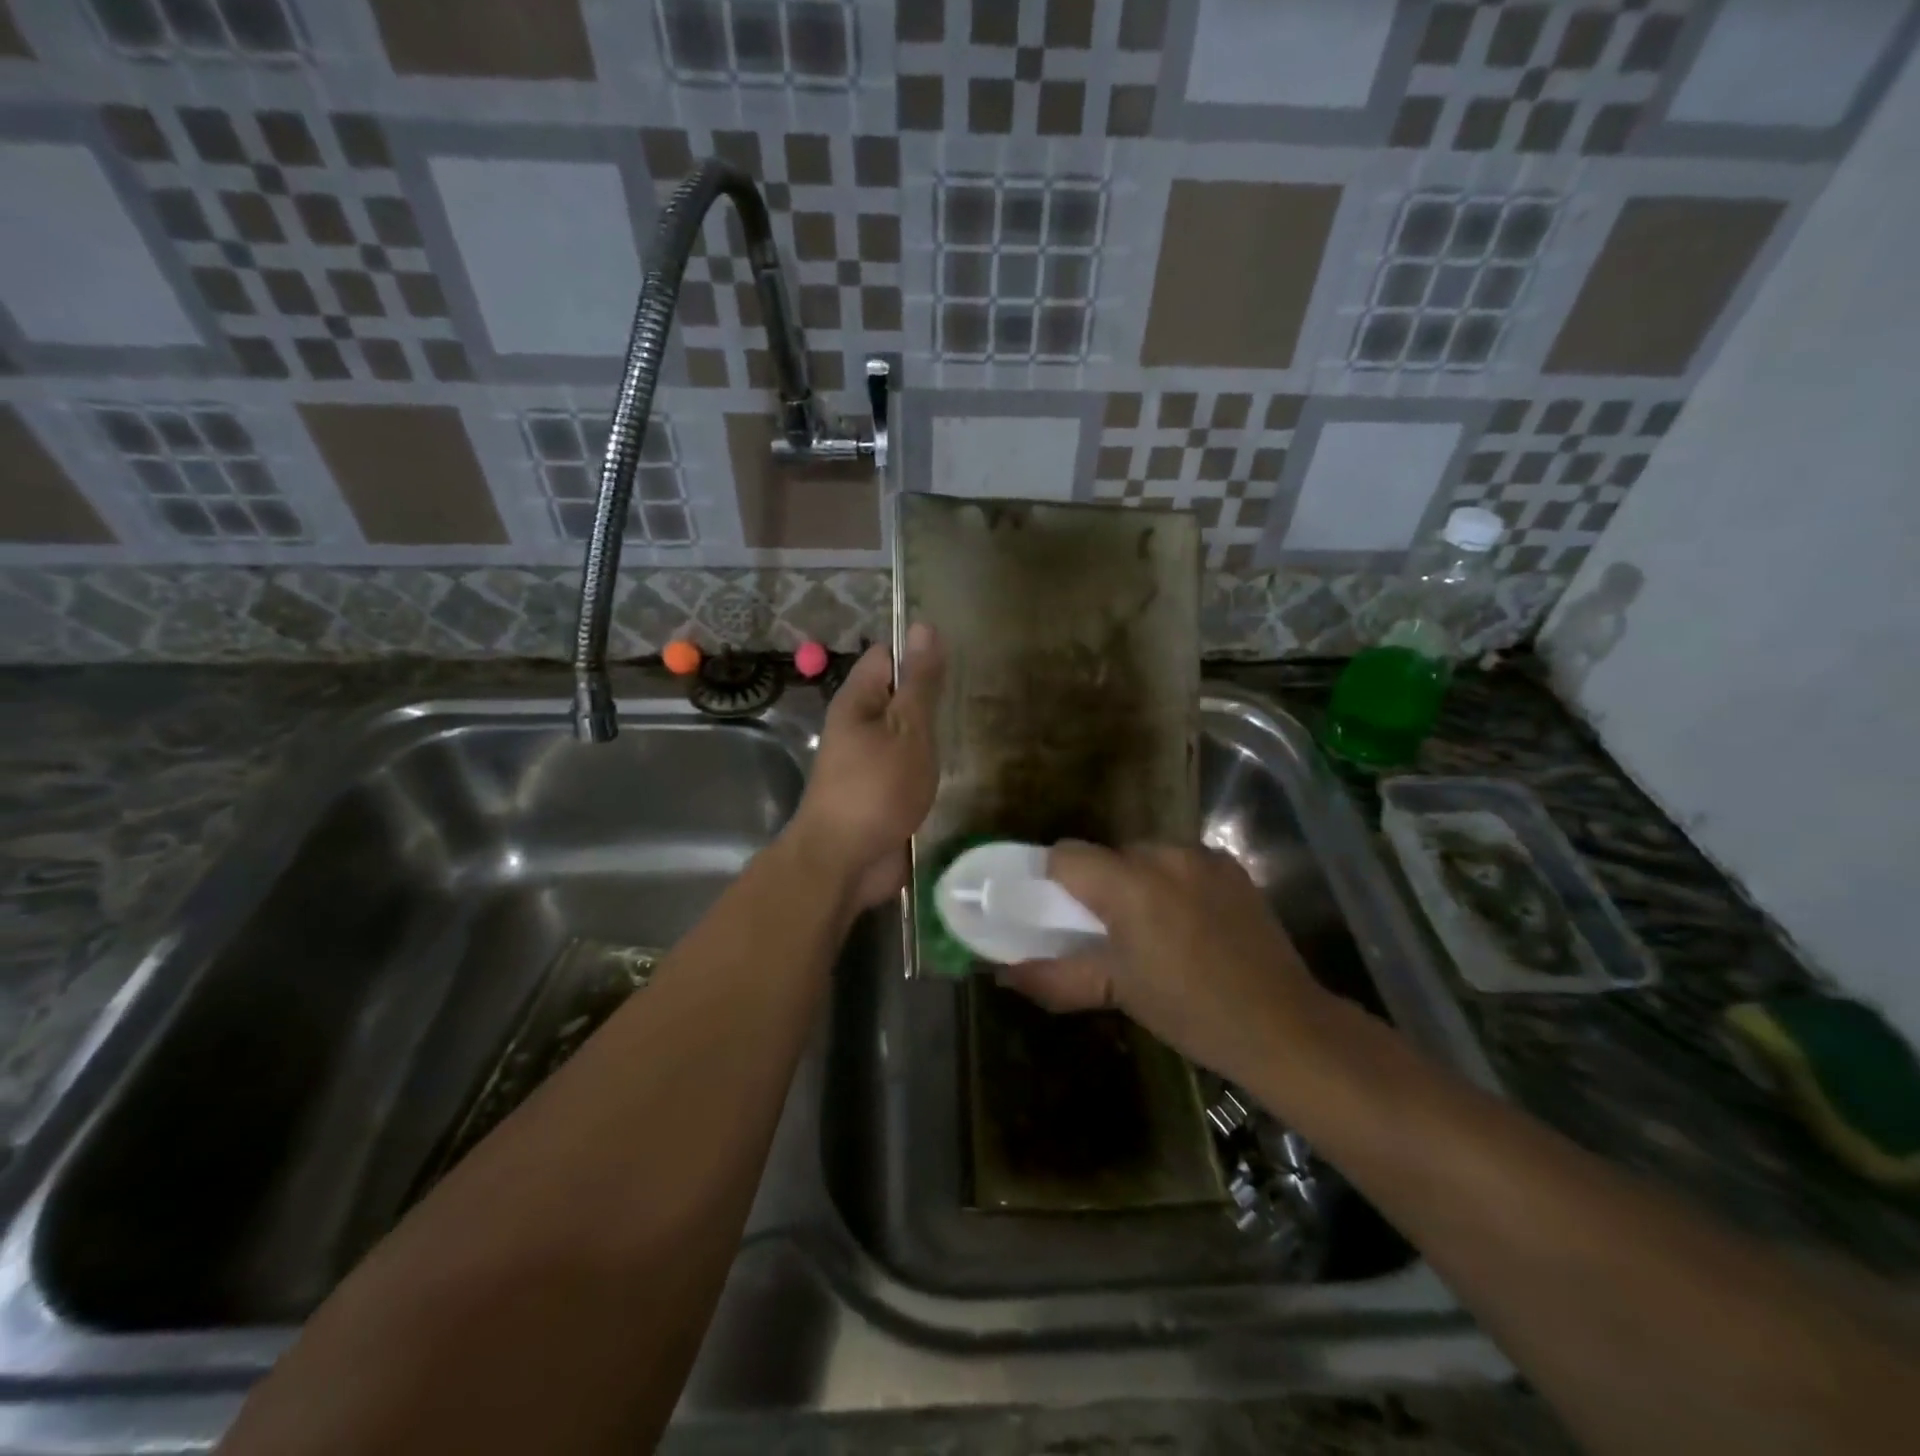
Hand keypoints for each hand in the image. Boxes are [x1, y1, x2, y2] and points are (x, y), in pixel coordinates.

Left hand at [789, 624, 944, 909]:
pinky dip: (925, 767)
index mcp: (858, 701)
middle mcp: (858, 726)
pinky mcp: (878, 794)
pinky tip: (952, 770)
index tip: (954, 664)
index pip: (886, 657)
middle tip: (971, 700)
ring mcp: (867, 763)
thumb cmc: (877, 788)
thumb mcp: (907, 728)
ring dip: (930, 736)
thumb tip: (923, 625)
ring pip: (903, 735)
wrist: (844, 862)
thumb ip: (920, 682)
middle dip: (929, 699)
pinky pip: (904, 768)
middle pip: (896, 697)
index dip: (917, 654)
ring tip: (969, 730)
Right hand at [996, 843, 1333, 1091]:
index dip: (1054, 878)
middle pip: (1107, 853)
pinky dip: (1172, 882)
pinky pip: (1180, 861)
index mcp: (1129, 884)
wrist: (1283, 1025)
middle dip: (1098, 885)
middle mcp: (1164, 854)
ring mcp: (1202, 856)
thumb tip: (1003, 974)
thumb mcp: (1117, 992)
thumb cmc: (1190, 1011)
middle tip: (1108, 931)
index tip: (1059, 913)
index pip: (1066, 853)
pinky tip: (1189, 922)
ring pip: (1145, 855)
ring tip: (1153, 929)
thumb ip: (1054, 977)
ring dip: (1136, 881)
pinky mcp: (1230, 865)